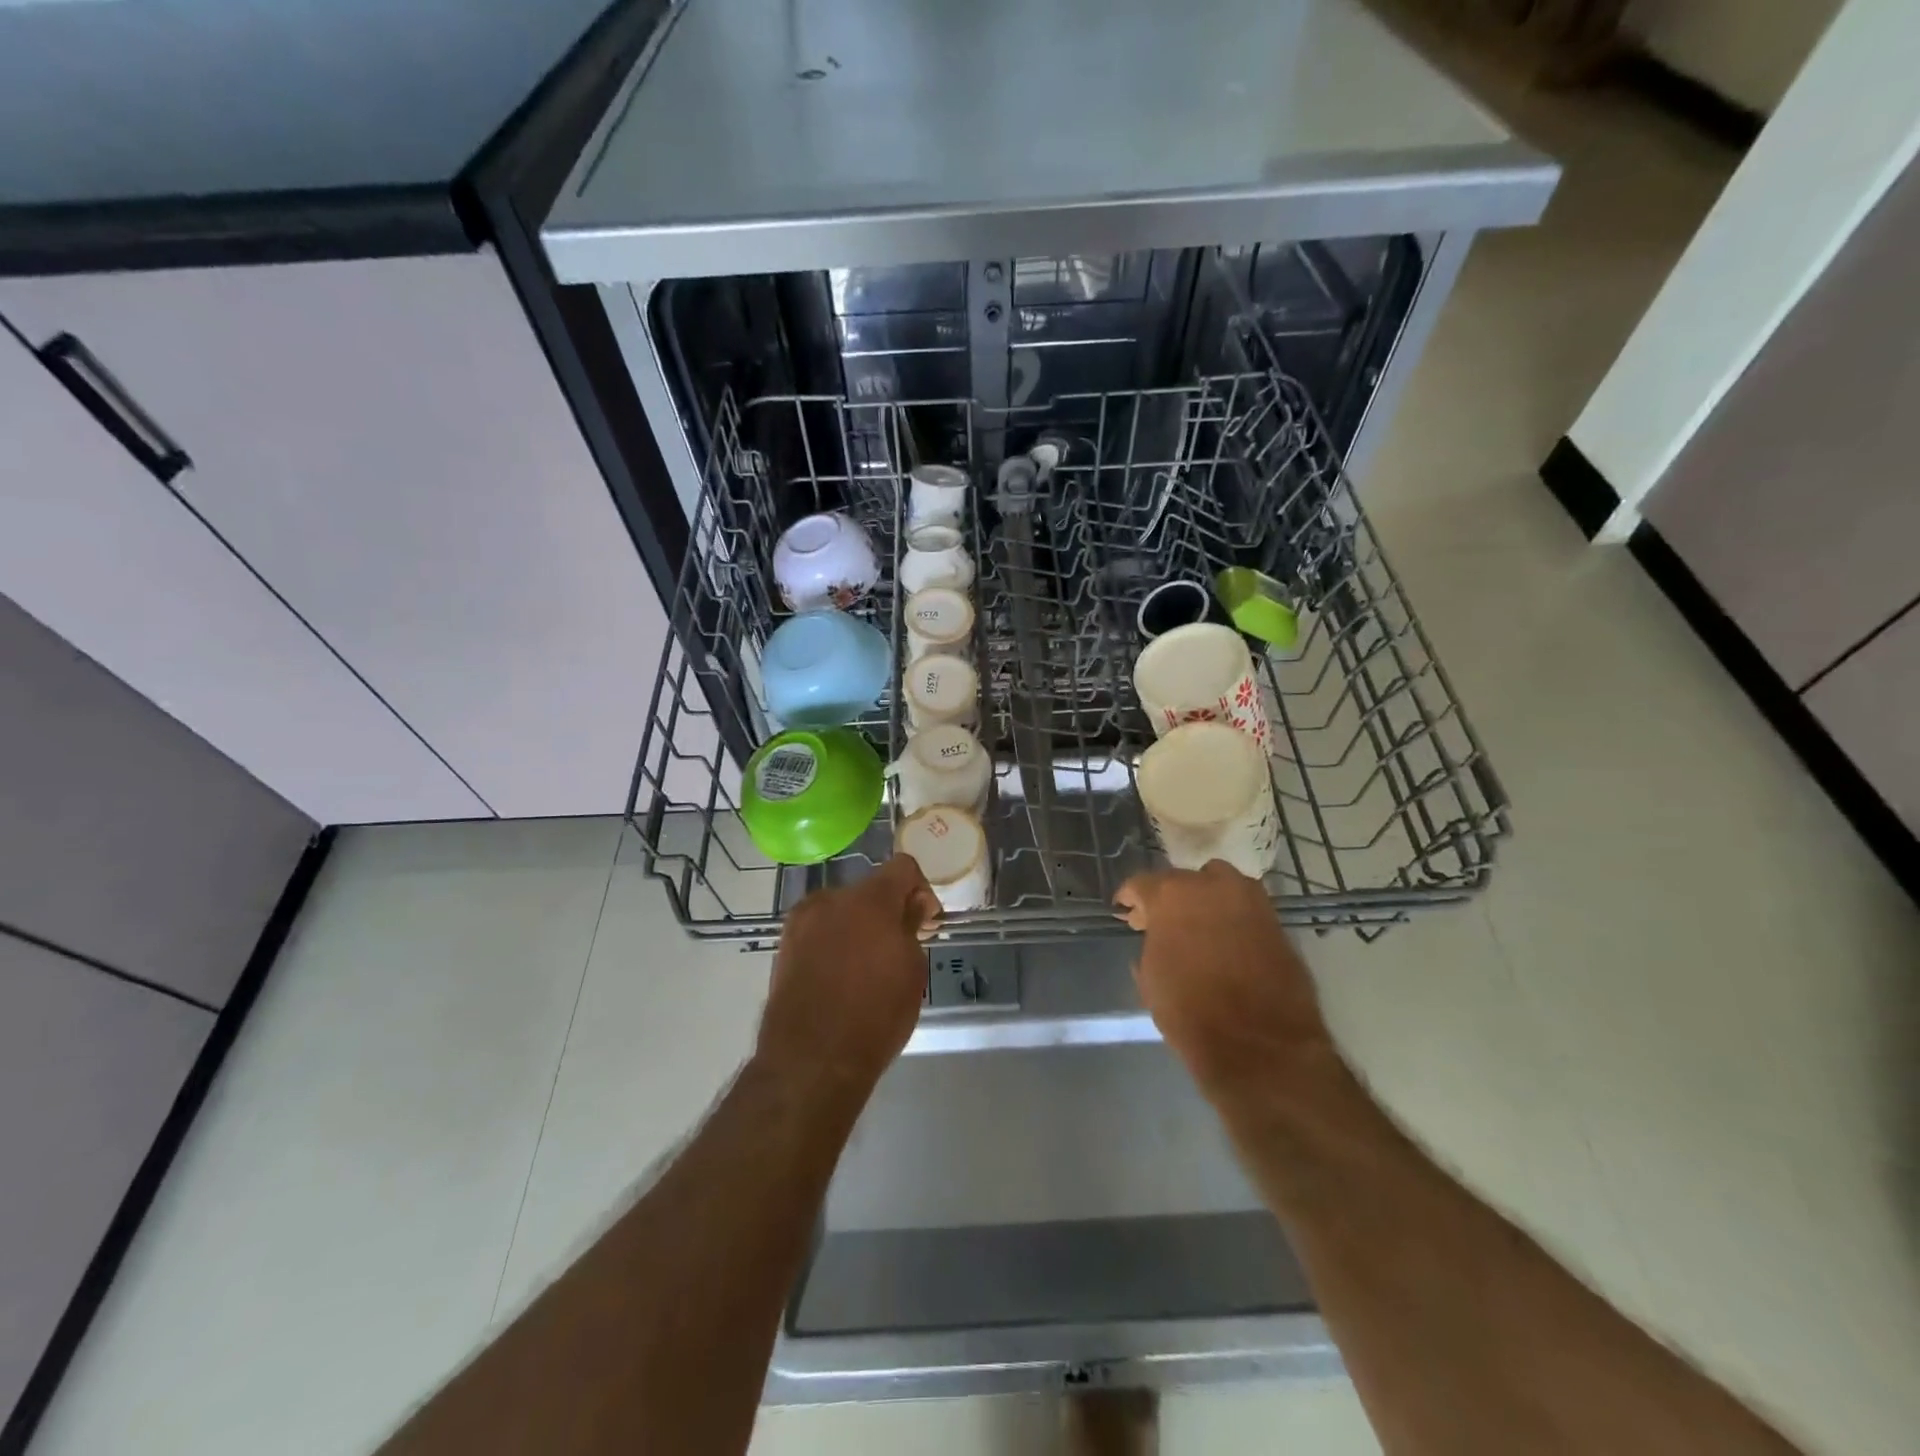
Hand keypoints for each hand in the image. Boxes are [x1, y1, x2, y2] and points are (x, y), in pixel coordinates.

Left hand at [756, 856, 939, 1098]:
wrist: (811, 1061)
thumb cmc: (875, 1016)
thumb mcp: (912, 971)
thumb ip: (911, 927)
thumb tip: (911, 907)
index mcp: (870, 899)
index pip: (903, 867)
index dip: (920, 890)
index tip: (925, 923)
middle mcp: (831, 899)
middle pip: (869, 890)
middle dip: (887, 911)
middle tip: (898, 948)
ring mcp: (802, 921)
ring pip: (841, 910)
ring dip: (858, 926)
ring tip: (865, 967)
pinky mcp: (784, 945)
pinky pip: (819, 931)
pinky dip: (834, 942)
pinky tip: (840, 977)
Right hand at [1115, 861, 1330, 1095]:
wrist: (1260, 1045)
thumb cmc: (1190, 1011)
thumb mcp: (1151, 976)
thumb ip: (1151, 942)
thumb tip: (1155, 935)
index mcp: (1171, 894)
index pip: (1141, 883)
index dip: (1130, 898)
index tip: (1126, 912)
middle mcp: (1211, 884)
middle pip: (1182, 881)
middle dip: (1169, 899)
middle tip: (1162, 923)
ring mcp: (1249, 899)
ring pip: (1219, 885)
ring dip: (1205, 899)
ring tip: (1199, 926)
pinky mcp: (1276, 921)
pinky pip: (1244, 908)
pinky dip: (1232, 917)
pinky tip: (1226, 940)